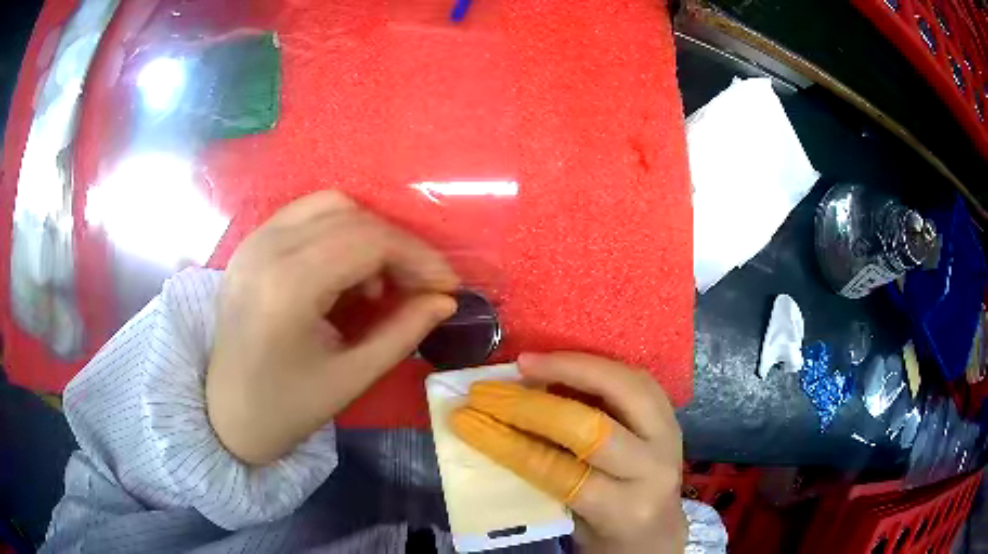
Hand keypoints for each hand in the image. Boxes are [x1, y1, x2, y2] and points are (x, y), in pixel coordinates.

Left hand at [206, 191, 458, 464]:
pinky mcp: (249, 245)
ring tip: (380, 283)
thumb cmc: (286, 408)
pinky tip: (345, 273)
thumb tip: (445, 300)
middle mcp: (266, 248)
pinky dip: (338, 233)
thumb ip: (404, 332)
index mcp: (287, 286)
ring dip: (368, 235)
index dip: (418, 257)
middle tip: (421, 286)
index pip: (368, 241)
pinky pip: (305, 215)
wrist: (226, 415)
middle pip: (352, 217)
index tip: (447, 285)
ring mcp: (253, 241)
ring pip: (329, 206)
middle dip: (398, 246)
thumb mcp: (351, 378)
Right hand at [452, 352, 685, 553]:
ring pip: (623, 387)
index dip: (507, 443)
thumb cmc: (606, 534)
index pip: (557, 471)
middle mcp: (653, 470)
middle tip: (489, 391)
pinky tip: (563, 363)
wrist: (657, 532)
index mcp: (623, 509)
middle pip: (591, 428)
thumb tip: (495, 432)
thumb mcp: (570, 520)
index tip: (465, 420)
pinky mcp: (672, 415)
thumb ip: (541, 480)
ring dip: (570, 369)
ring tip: (527, 363)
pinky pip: (634, 377)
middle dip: (532, 405)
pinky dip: (594, 367)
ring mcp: (669, 437)